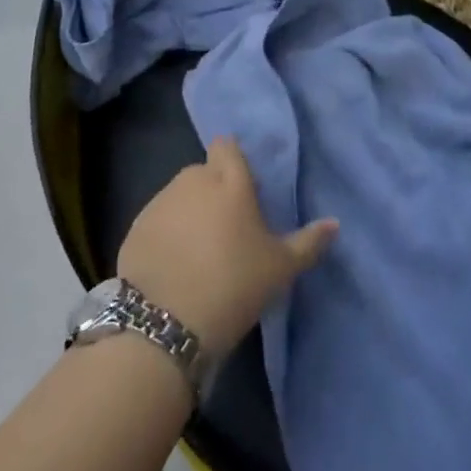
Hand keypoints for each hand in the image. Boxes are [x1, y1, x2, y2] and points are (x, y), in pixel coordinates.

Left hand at [118, 137, 337, 356]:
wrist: (166, 323)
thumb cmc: (233, 285)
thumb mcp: (280, 268)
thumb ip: (308, 242)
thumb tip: (335, 223)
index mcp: (230, 181)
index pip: (227, 146)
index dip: (233, 161)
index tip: (244, 190)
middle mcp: (193, 180)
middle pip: (204, 172)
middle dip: (213, 190)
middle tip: (227, 228)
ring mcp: (160, 201)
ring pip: (179, 195)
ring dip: (189, 211)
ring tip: (198, 251)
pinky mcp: (135, 227)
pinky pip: (157, 220)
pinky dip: (165, 233)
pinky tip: (173, 265)